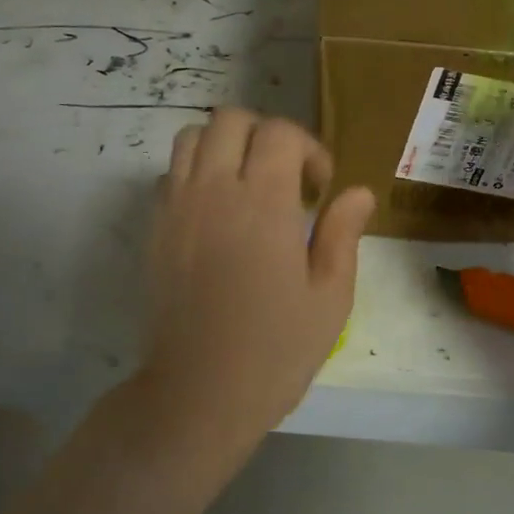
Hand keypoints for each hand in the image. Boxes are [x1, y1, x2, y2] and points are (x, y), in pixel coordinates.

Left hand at [138, 109, 374, 448]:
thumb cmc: (275, 350)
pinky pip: (171, 173)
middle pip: (232, 119)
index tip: (320, 189)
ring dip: (227, 146)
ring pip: (193, 137)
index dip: (309, 149)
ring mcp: (177, 208)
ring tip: (250, 186)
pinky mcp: (155, 230)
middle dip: (267, 135)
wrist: (198, 394)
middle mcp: (214, 192)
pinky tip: (219, 213)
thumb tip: (358, 192)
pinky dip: (197, 172)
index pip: (280, 133)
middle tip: (288, 178)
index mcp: (263, 204)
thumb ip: (342, 234)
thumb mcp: (329, 297)